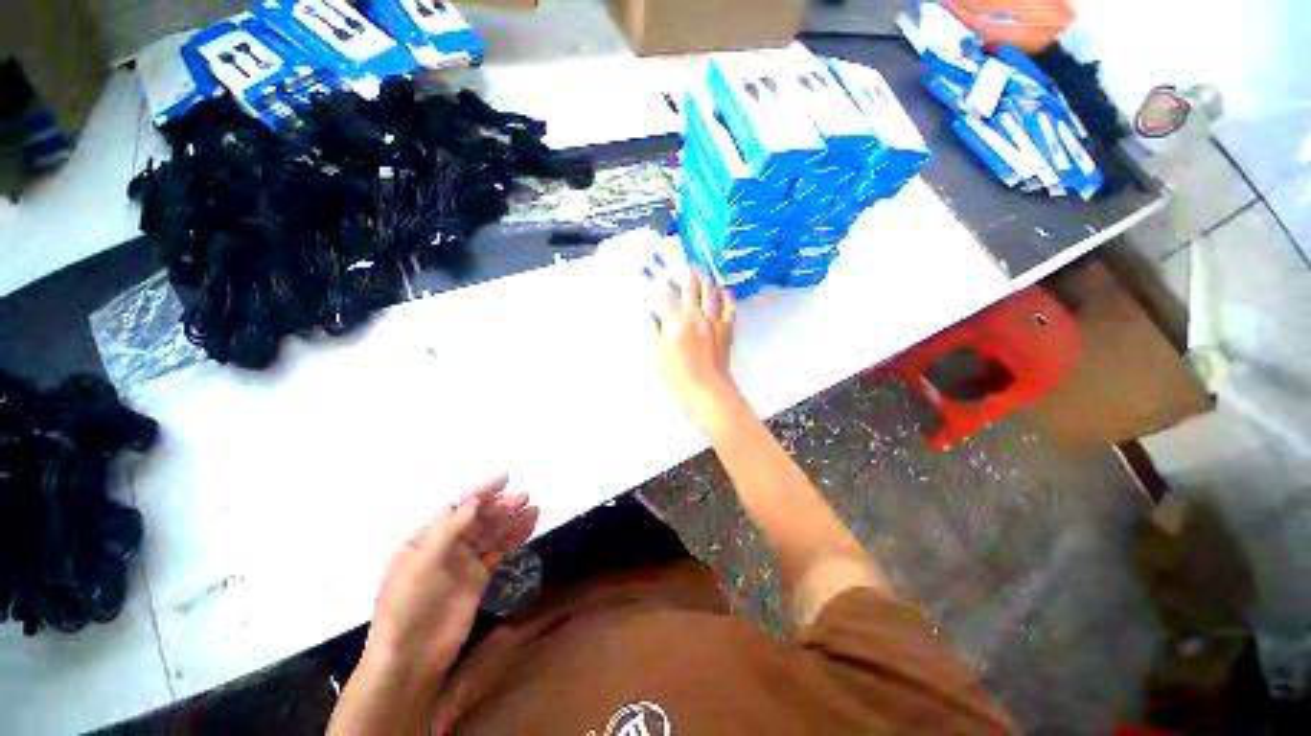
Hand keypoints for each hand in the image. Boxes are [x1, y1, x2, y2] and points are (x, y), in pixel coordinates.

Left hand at [363, 476, 538, 685]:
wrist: (412, 657)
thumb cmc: (408, 605)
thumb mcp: (422, 563)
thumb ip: (449, 530)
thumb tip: (474, 502)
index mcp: (426, 538)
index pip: (457, 507)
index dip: (482, 491)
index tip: (506, 478)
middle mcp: (446, 546)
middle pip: (479, 518)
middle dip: (501, 506)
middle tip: (525, 497)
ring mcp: (463, 563)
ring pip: (492, 533)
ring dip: (512, 520)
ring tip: (535, 510)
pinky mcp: (478, 579)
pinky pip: (498, 552)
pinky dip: (513, 538)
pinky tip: (529, 528)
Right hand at [655, 269, 740, 432]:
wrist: (707, 390)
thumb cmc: (679, 377)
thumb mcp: (659, 354)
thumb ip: (657, 331)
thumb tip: (653, 315)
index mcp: (677, 322)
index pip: (668, 294)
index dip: (662, 281)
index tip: (658, 272)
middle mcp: (696, 316)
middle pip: (692, 288)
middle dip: (686, 273)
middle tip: (683, 265)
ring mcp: (714, 322)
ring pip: (711, 293)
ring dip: (705, 280)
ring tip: (700, 271)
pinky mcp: (726, 330)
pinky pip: (730, 308)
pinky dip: (727, 297)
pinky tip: (724, 291)